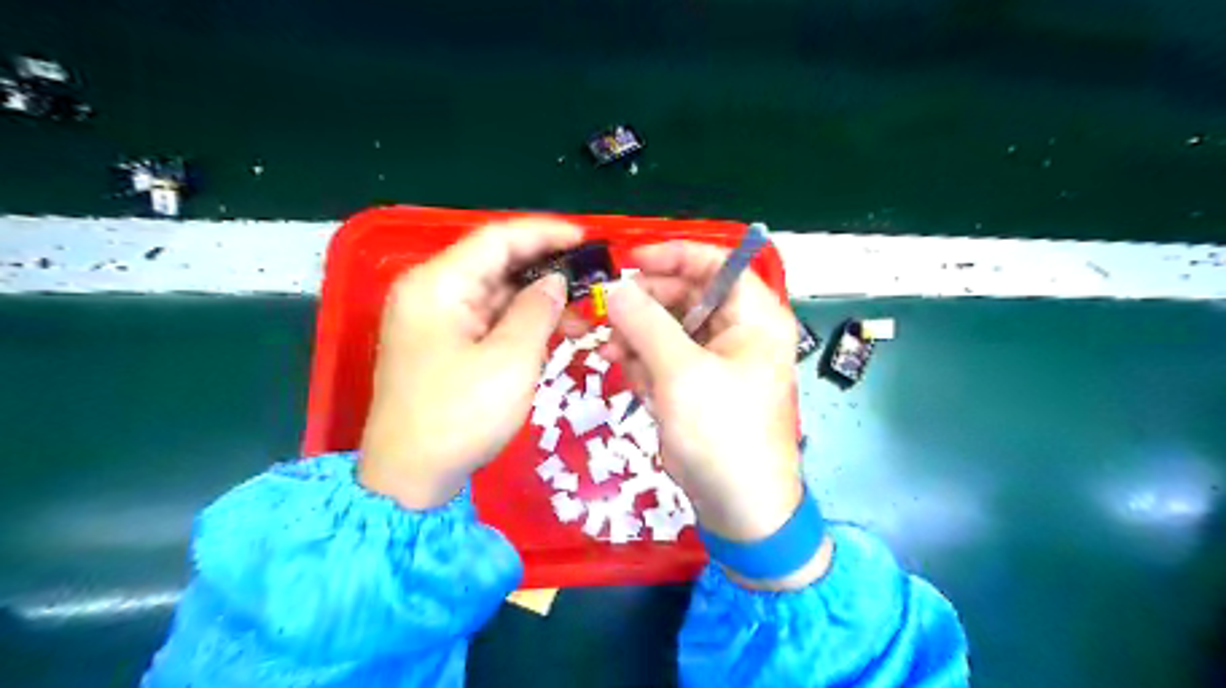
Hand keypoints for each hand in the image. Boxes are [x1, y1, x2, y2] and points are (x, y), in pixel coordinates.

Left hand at [361, 218, 583, 507]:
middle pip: (496, 264)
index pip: (497, 239)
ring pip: (496, 294)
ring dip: (538, 300)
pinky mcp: (444, 345)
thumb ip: (538, 310)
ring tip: (583, 315)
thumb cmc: (459, 416)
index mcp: (438, 285)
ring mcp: (436, 321)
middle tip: (592, 281)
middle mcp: (432, 292)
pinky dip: (522, 323)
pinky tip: (554, 331)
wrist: (409, 479)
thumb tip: (555, 281)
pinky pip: (489, 320)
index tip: (587, 240)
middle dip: (546, 270)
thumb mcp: (510, 360)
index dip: (544, 233)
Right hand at [602, 240, 826, 585]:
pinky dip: (647, 367)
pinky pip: (666, 360)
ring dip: (639, 340)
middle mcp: (740, 332)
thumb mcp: (680, 372)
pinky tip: (635, 385)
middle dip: (645, 308)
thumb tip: (615, 287)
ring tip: (614, 357)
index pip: (717, 263)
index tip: (630, 263)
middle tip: (606, 318)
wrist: (739, 508)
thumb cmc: (721, 433)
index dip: (674, 256)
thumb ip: (645, 323)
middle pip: (686, 297)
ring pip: (670, 330)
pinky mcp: (699, 387)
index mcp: (754, 317)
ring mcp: (718, 361)